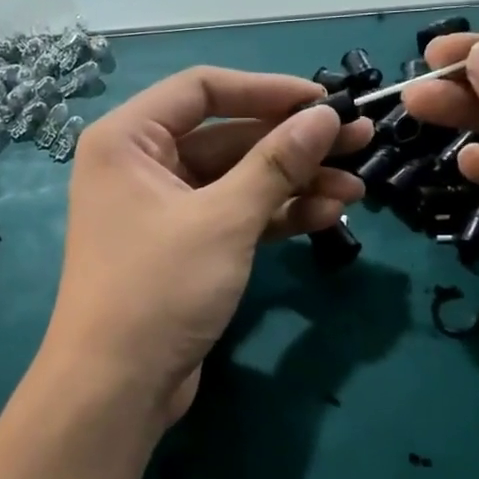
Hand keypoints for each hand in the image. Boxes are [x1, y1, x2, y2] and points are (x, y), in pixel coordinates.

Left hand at [46, 67, 372, 424]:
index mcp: (129, 139)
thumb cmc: (159, 288)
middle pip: (228, 136)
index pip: (203, 90)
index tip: (325, 101)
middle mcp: (142, 165)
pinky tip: (327, 216)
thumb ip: (277, 163)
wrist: (117, 388)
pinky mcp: (185, 248)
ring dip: (296, 183)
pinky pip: (235, 216)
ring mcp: (164, 209)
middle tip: (360, 143)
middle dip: (294, 143)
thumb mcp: (224, 219)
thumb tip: (326, 116)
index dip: (267, 90)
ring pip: (238, 180)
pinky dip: (277, 215)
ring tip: (357, 188)